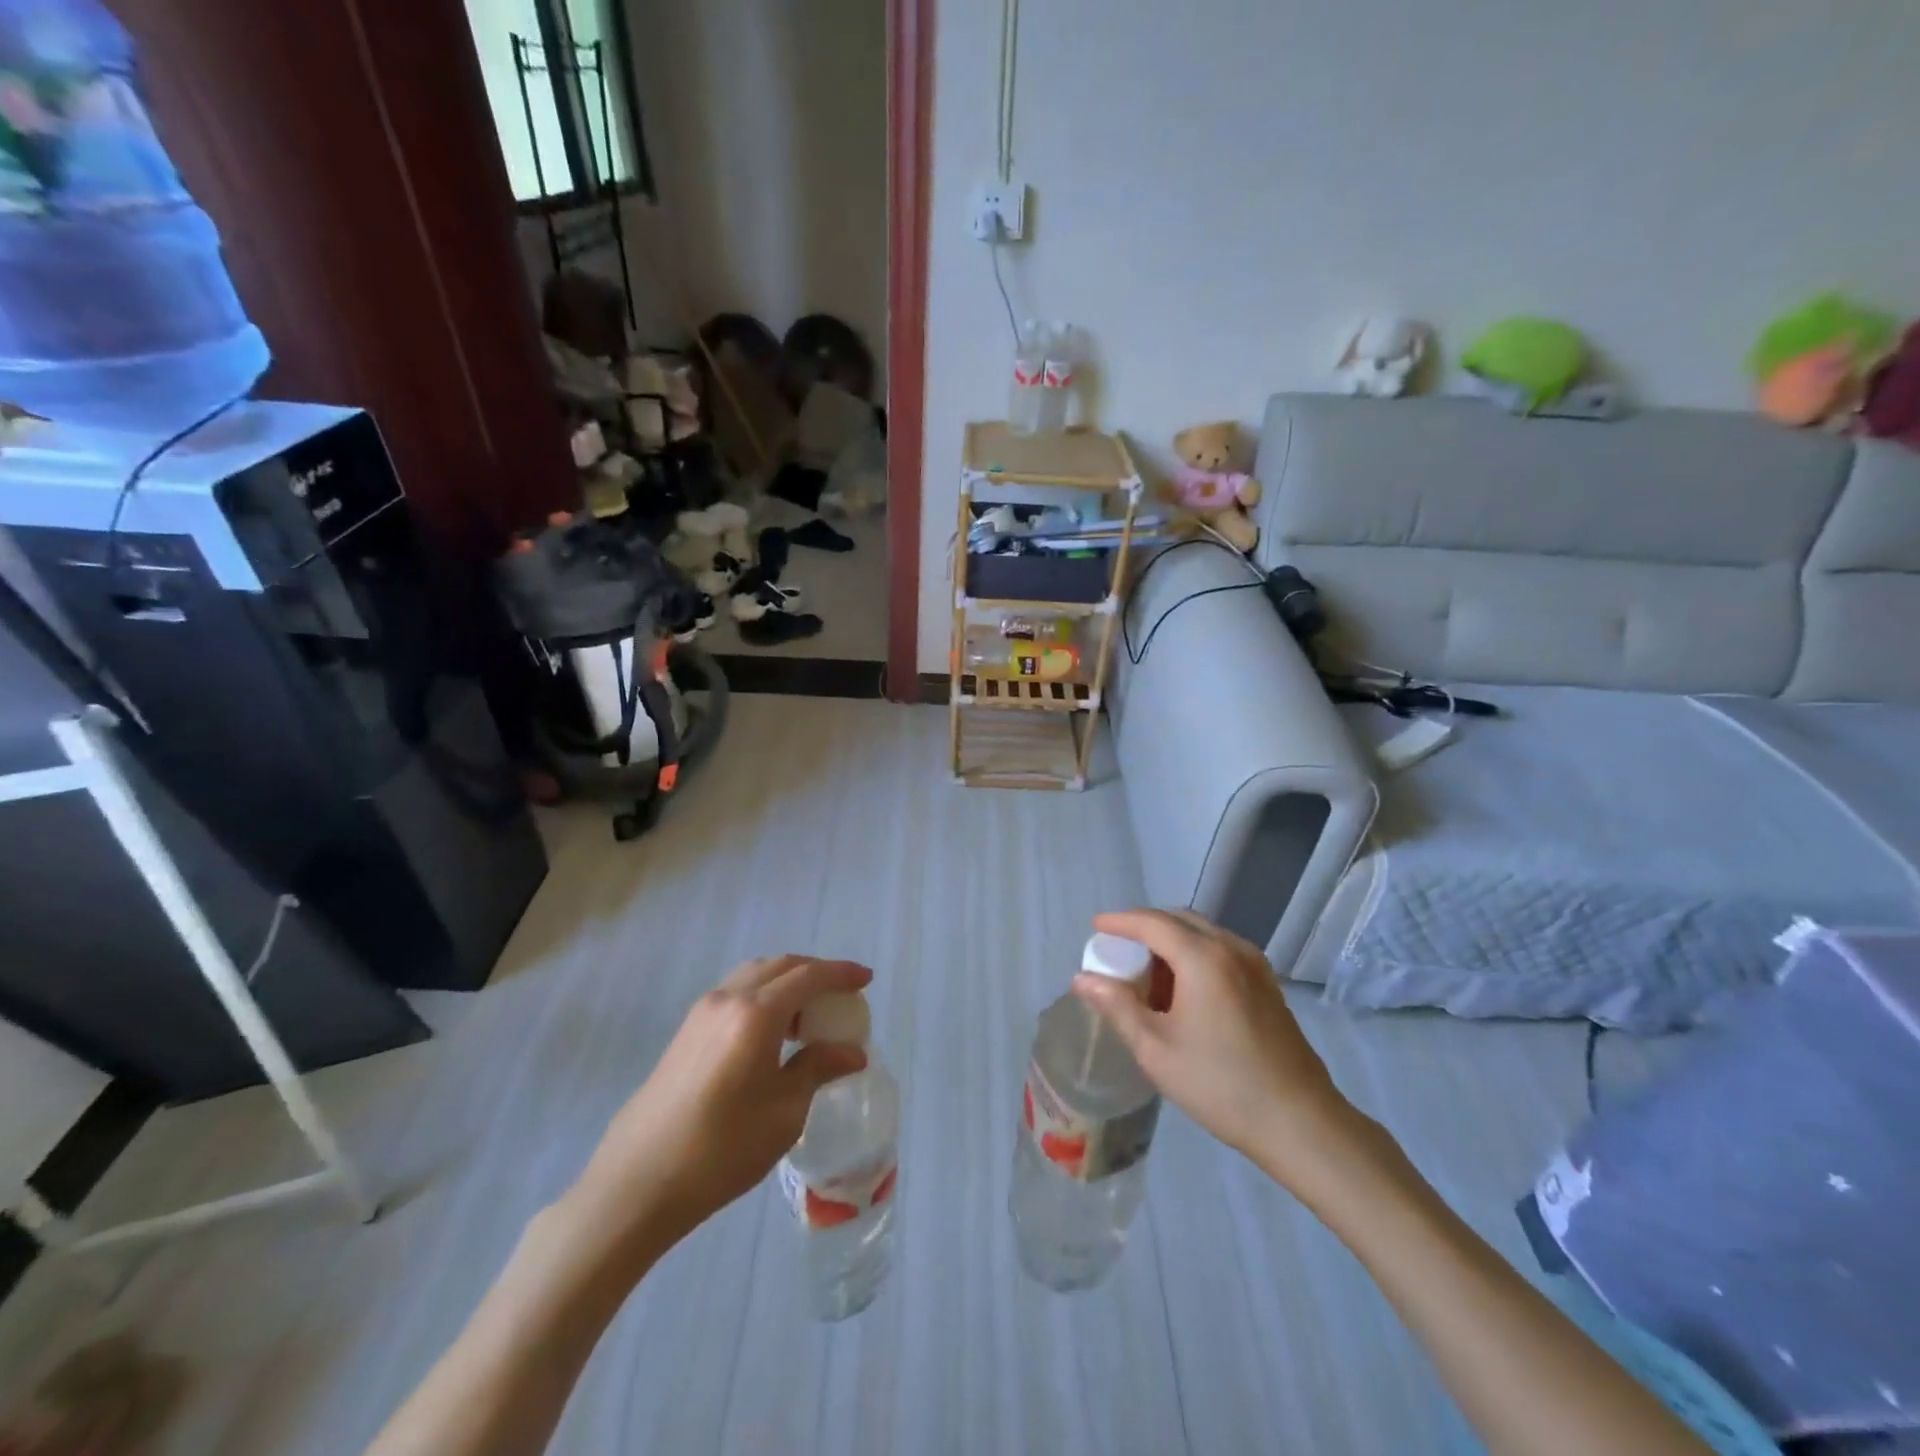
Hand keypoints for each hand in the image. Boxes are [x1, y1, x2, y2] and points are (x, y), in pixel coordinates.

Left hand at [568, 955, 871, 1255]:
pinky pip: (735, 993)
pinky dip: (763, 996)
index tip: (866, 979)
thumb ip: (818, 1069)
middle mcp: (727, 999)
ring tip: (809, 1014)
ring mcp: (701, 1012)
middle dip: (815, 971)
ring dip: (786, 982)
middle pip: (780, 966)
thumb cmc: (721, 1150)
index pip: (808, 976)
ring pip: (754, 976)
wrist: (636, 1184)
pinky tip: (772, 1032)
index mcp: (755, 1014)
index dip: (841, 973)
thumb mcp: (784, 1112)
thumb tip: (852, 1052)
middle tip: (842, 994)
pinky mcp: (686, 1031)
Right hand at [1071, 910, 1356, 1183]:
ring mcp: (1255, 964)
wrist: (1301, 1123)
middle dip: (1144, 927)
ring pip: (1202, 934)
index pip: (1152, 922)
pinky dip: (1192, 955)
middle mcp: (1231, 948)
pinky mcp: (1267, 984)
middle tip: (1116, 949)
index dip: (1120, 921)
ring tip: (1144, 973)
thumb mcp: (1156, 1049)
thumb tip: (1082, 979)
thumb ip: (1117, 1006)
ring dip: (1170, 942)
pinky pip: (1220, 951)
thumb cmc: (1221, 1084)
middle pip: (1179, 920)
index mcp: (1203, 957)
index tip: (1095, 927)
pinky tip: (1180, 989)